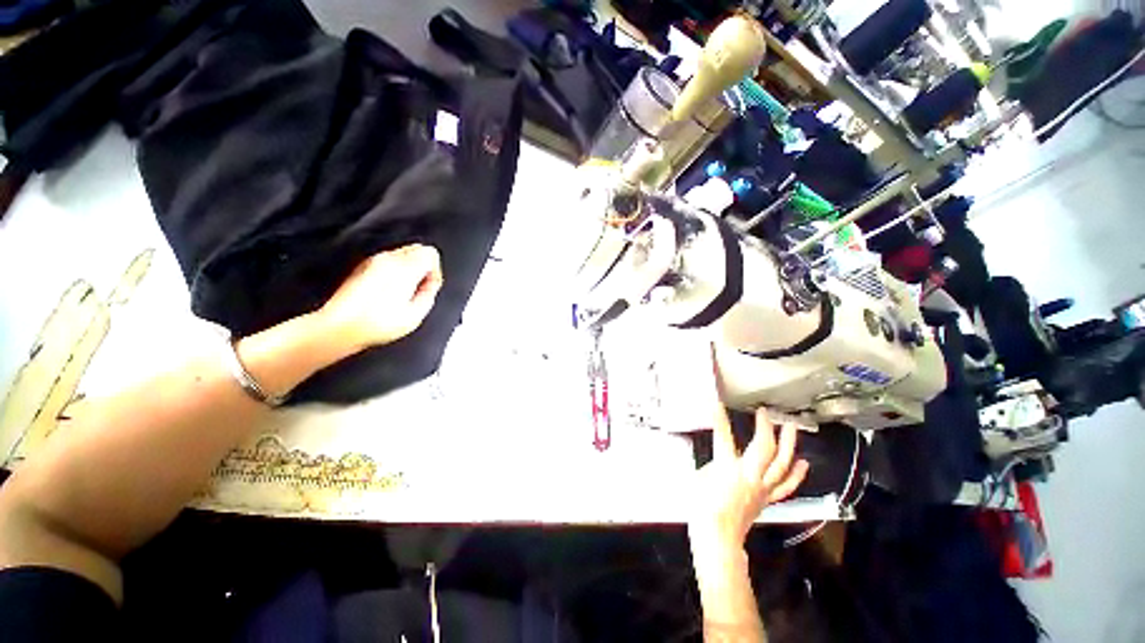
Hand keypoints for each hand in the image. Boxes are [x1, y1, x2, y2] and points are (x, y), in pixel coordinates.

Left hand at [319, 244, 443, 349]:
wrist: (340, 327)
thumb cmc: (375, 323)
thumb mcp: (416, 315)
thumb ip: (429, 294)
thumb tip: (430, 286)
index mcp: (405, 269)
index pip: (431, 253)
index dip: (435, 270)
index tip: (430, 285)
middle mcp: (388, 259)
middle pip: (417, 249)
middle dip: (423, 267)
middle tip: (419, 288)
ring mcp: (372, 261)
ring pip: (402, 255)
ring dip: (408, 270)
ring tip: (403, 293)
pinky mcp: (362, 267)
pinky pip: (387, 262)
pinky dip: (394, 272)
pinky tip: (389, 293)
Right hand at [689, 404, 809, 555]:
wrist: (718, 536)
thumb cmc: (703, 507)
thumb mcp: (700, 478)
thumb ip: (712, 464)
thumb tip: (720, 458)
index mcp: (727, 467)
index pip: (723, 437)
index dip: (720, 419)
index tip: (718, 404)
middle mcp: (750, 475)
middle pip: (765, 448)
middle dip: (766, 428)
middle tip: (766, 413)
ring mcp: (762, 487)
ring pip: (781, 464)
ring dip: (788, 444)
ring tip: (791, 428)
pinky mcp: (767, 498)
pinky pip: (785, 485)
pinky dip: (796, 474)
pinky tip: (803, 463)